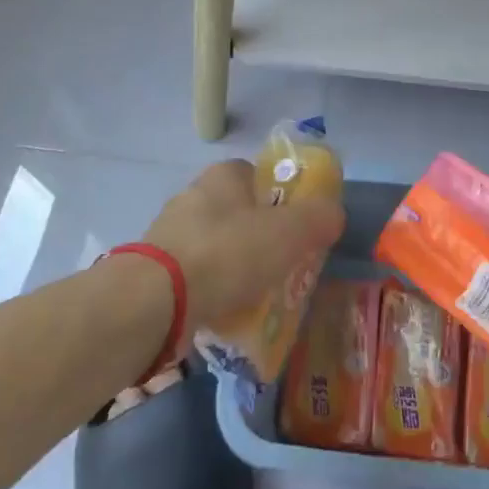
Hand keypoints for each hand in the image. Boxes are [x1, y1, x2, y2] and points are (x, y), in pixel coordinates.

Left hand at [144, 161, 343, 330]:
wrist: (153, 302)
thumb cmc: (227, 253)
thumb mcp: (289, 232)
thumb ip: (319, 218)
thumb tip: (334, 214)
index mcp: (224, 174)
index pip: (260, 176)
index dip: (284, 199)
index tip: (299, 229)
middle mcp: (194, 195)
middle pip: (240, 213)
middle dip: (262, 238)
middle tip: (284, 267)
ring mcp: (170, 233)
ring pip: (218, 246)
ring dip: (237, 268)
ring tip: (258, 298)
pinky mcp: (154, 270)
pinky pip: (196, 277)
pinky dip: (213, 291)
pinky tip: (226, 313)